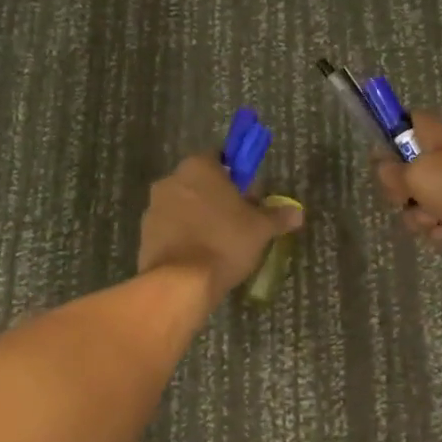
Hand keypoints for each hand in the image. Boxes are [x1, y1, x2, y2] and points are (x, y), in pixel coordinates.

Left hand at [139, 153, 302, 302]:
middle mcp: (171, 180)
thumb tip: (297, 212)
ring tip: (220, 244)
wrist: (180, 283)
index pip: (220, 159)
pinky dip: (184, 237)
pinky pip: (171, 229)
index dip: (237, 176)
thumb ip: (278, 216)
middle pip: (200, 182)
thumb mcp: (261, 229)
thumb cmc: (225, 242)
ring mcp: (153, 208)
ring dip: (199, 218)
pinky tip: (200, 257)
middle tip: (240, 221)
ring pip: (184, 206)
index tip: (249, 196)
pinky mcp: (144, 235)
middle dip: (218, 198)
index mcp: (198, 167)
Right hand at [373, 114, 441, 260]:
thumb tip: (384, 170)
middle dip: (401, 195)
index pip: (400, 124)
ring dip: (420, 219)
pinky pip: (441, 222)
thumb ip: (392, 173)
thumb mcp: (419, 175)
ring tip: (438, 224)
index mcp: (432, 134)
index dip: (386, 142)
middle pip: (404, 172)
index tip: (383, 165)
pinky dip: (440, 232)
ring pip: (419, 203)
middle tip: (411, 200)